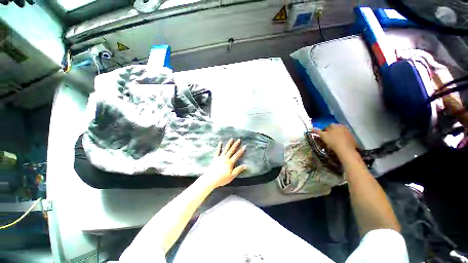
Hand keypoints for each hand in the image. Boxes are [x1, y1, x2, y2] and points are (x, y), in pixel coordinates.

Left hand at [202, 139, 246, 187]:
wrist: (210, 179)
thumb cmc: (222, 178)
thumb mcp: (232, 176)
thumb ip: (238, 170)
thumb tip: (245, 165)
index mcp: (230, 162)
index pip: (237, 155)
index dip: (241, 150)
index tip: (244, 145)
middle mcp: (225, 158)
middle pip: (231, 150)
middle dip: (236, 144)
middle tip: (239, 139)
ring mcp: (220, 157)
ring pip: (225, 149)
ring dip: (229, 143)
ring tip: (231, 139)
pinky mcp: (215, 158)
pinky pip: (217, 151)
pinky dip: (219, 146)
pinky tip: (220, 142)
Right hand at [315, 124, 357, 156]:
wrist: (345, 150)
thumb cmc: (332, 141)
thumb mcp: (323, 136)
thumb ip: (318, 131)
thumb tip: (313, 128)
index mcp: (335, 126)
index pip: (329, 125)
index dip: (325, 130)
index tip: (323, 135)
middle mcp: (343, 127)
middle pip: (335, 128)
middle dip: (332, 132)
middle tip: (328, 138)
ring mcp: (348, 132)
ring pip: (340, 133)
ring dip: (337, 135)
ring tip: (334, 141)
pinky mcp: (352, 138)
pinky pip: (345, 137)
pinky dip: (342, 139)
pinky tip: (340, 144)